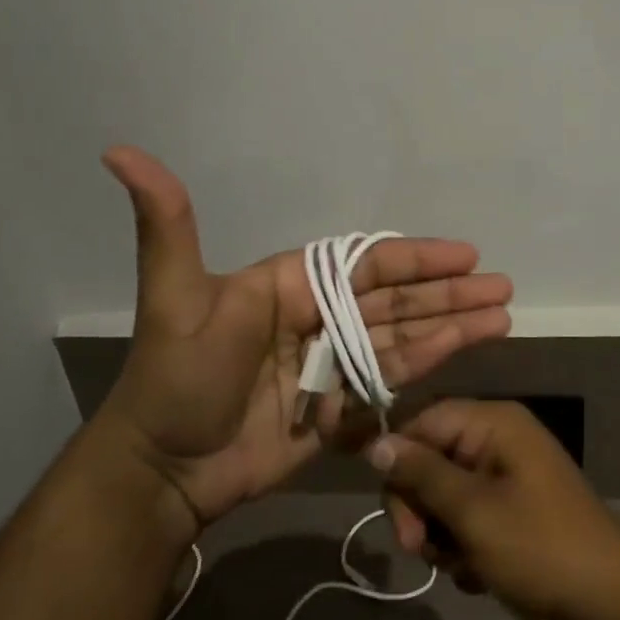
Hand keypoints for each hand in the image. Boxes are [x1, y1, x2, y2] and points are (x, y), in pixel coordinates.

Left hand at [92, 148, 513, 533]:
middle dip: (448, 291)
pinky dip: (428, 364)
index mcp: (291, 285)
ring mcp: (330, 364)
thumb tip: (117, 149)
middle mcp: (318, 317)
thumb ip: (166, 223)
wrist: (163, 470)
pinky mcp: (337, 407)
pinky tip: (465, 351)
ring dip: (451, 326)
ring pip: (401, 337)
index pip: (366, 265)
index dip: (416, 258)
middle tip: (502, 286)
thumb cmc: (175, 378)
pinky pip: (390, 380)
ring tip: (501, 316)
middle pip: (394, 299)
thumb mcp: (173, 296)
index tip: (465, 254)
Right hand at [368, 399, 619, 619]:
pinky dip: (465, 548)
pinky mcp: (514, 511)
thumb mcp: (472, 511)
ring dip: (442, 535)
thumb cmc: (540, 547)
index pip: (422, 421)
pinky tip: (479, 575)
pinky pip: (469, 519)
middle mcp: (499, 440)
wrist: (613, 602)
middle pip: (430, 460)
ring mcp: (508, 476)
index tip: (395, 514)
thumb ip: (421, 473)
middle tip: (421, 550)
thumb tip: (376, 443)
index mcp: (493, 423)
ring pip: (445, 496)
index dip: (399, 463)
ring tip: (462, 566)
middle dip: (420, 508)